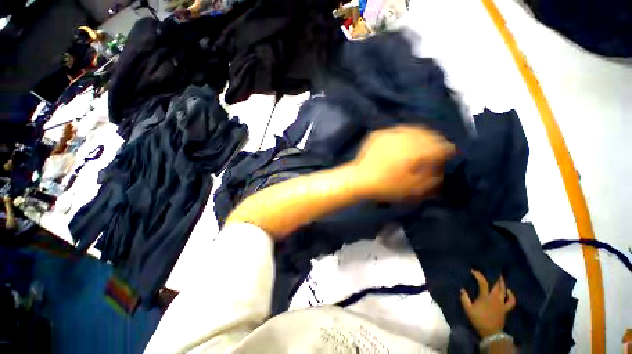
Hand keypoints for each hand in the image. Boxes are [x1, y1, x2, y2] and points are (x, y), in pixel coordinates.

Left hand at [351, 126, 453, 200]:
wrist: (358, 179)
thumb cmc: (385, 186)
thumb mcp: (413, 188)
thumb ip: (432, 177)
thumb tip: (441, 167)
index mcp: (415, 150)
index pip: (441, 145)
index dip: (447, 151)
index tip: (447, 157)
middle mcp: (405, 137)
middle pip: (429, 134)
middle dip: (434, 142)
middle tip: (434, 151)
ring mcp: (390, 132)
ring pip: (414, 129)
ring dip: (421, 136)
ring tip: (419, 146)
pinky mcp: (379, 133)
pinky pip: (398, 130)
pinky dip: (404, 136)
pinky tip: (402, 144)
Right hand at [460, 270, 515, 337]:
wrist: (491, 333)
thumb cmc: (478, 320)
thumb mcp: (468, 310)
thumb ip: (464, 299)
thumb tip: (462, 289)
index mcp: (485, 297)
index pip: (483, 282)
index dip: (478, 275)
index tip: (473, 270)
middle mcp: (495, 298)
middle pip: (497, 284)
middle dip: (494, 276)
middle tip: (492, 270)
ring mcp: (502, 303)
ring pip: (504, 290)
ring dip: (502, 283)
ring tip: (500, 277)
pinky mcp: (506, 308)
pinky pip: (511, 301)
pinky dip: (510, 295)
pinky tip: (508, 291)